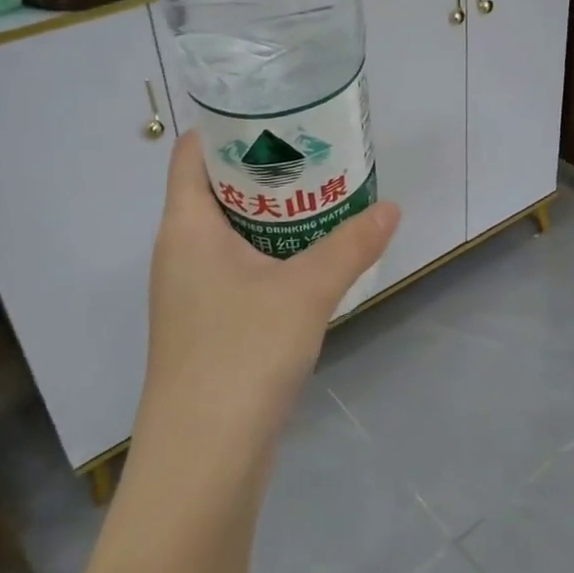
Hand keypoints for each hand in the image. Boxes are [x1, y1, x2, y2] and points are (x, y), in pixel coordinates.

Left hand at [143, 129, 398, 449]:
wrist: (204, 460)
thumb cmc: (241, 355)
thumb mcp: (305, 291)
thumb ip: (351, 245)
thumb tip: (392, 208)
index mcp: (186, 227)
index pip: (193, 152)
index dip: (230, 125)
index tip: (280, 112)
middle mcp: (181, 252)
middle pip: (218, 188)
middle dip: (268, 167)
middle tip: (320, 150)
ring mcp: (192, 291)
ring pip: (233, 231)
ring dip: (275, 212)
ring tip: (326, 194)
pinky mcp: (210, 324)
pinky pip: (241, 267)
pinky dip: (273, 251)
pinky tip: (314, 257)